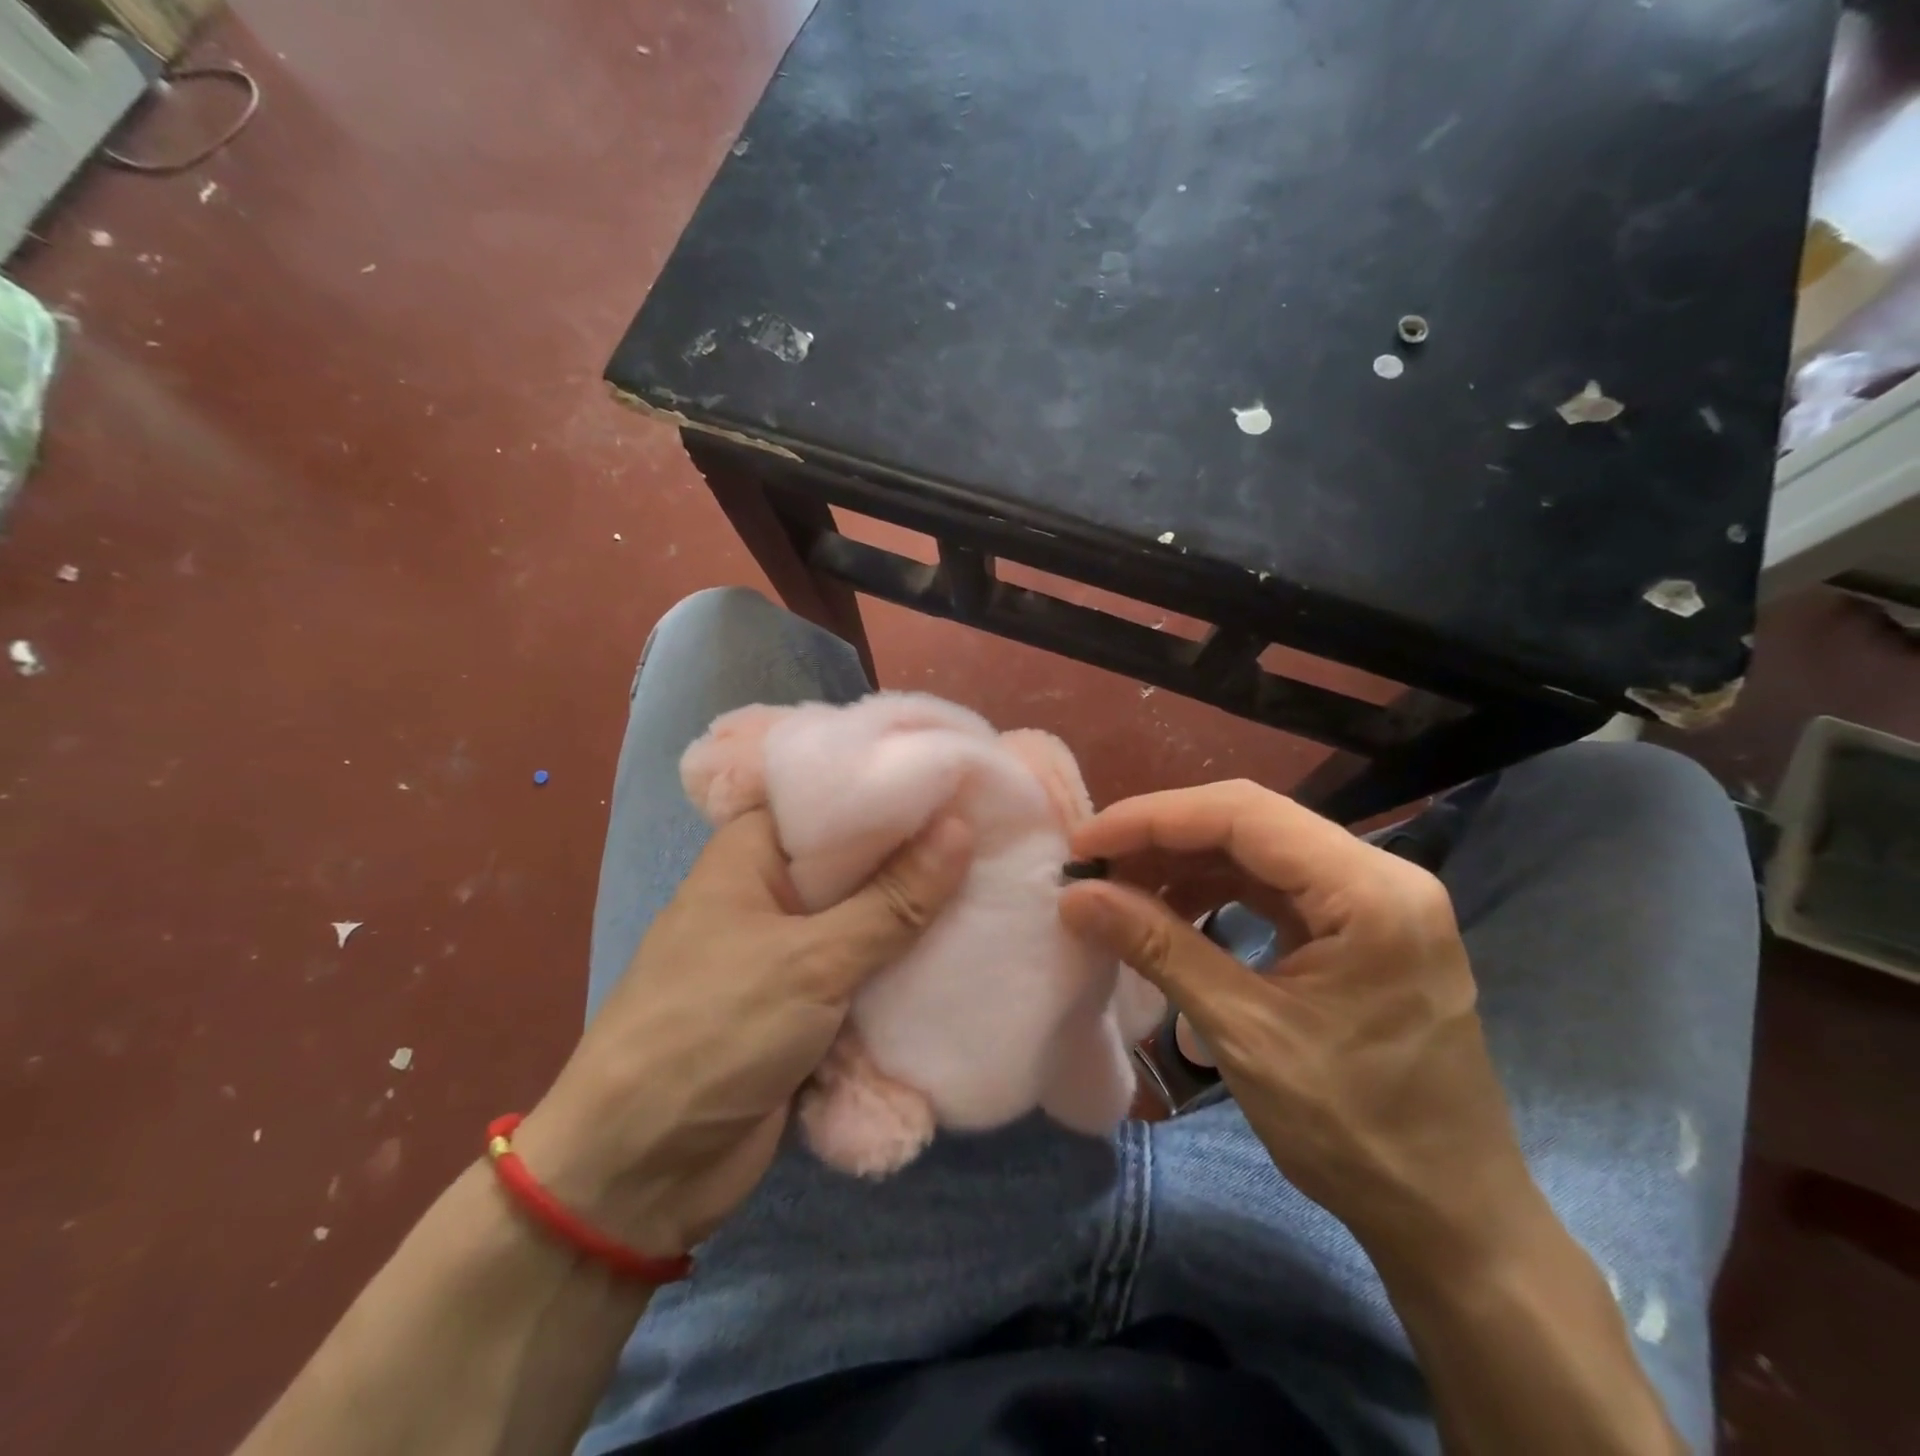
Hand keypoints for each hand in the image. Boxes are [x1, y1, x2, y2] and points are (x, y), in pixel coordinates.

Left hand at [514, 809, 971, 1261]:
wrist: (640, 1172)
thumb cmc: (712, 1033)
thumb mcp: (811, 960)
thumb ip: (892, 900)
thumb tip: (961, 827)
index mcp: (753, 853)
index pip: (835, 797)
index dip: (896, 786)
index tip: (966, 776)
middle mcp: (773, 891)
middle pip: (860, 861)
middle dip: (922, 856)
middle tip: (1003, 830)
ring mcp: (792, 950)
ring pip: (870, 918)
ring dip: (921, 916)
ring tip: (1003, 882)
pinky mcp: (809, 1004)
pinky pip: (869, 971)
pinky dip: (907, 967)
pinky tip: (971, 948)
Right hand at [1058, 781, 1531, 1258]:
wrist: (1450, 1217)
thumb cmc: (1357, 1133)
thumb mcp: (1245, 1034)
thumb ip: (1159, 949)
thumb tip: (1077, 896)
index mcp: (1371, 892)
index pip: (1244, 815)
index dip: (1153, 819)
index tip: (1085, 843)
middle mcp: (1381, 874)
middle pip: (1251, 821)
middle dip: (1163, 837)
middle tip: (1095, 865)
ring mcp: (1374, 898)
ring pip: (1258, 848)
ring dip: (1185, 862)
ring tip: (1123, 890)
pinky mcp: (1360, 925)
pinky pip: (1274, 884)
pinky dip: (1215, 890)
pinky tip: (1173, 913)